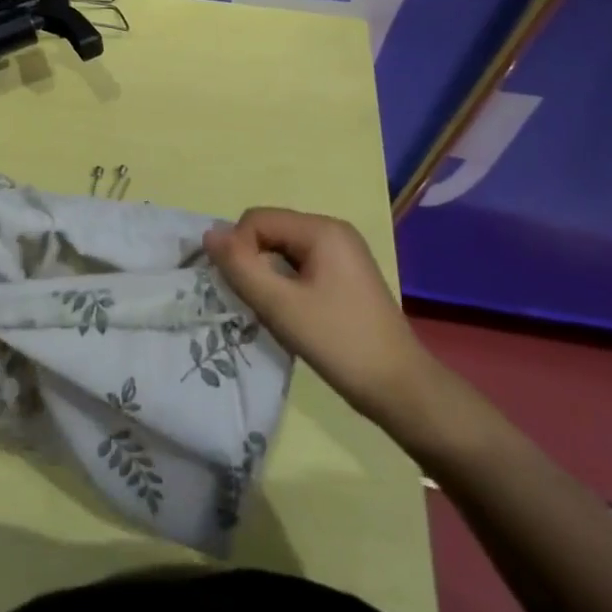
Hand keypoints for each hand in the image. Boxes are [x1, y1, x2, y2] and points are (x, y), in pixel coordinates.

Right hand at [203, 207, 432, 421]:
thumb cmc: (341, 344)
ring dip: (270, 275)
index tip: (244, 290)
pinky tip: (294, 314)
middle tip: (258, 303)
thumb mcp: (282, 307)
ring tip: (276, 312)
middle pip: (271, 231)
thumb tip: (208, 233)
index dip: (239, 249)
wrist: (403, 391)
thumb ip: (241, 267)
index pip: (257, 219)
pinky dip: (288, 284)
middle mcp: (333, 230)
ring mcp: (343, 252)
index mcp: (322, 229)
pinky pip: (302, 264)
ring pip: (284, 250)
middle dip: (255, 262)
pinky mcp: (347, 275)